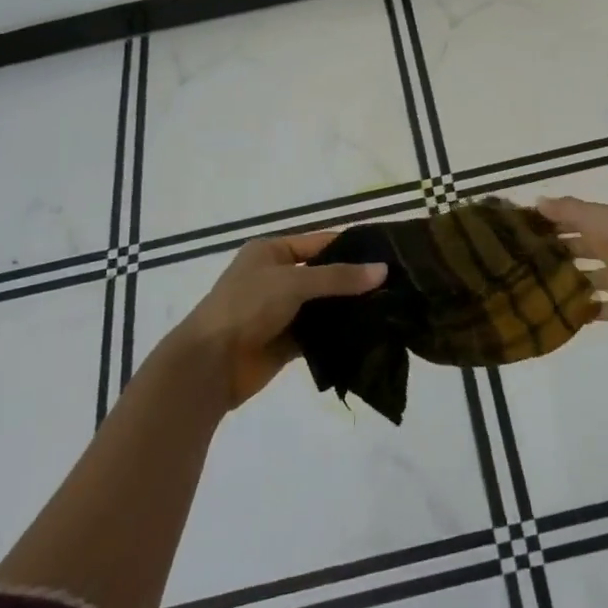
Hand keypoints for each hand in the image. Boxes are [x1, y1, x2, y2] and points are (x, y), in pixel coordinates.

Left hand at [170, 230, 386, 409]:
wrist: (210, 364)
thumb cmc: (246, 307)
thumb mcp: (292, 282)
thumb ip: (338, 276)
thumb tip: (383, 270)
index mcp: (272, 251)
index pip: (321, 243)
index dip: (353, 248)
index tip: (390, 255)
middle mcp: (277, 277)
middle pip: (325, 275)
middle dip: (356, 282)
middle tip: (397, 286)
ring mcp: (282, 311)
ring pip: (324, 306)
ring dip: (349, 309)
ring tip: (391, 309)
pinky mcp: (287, 342)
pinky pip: (319, 334)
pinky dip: (339, 334)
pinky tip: (370, 334)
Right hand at [538, 196, 607, 331]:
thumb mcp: (594, 216)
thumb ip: (567, 209)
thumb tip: (538, 201)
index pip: (590, 217)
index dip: (566, 221)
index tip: (538, 229)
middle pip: (595, 246)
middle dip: (570, 250)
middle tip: (536, 257)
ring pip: (601, 276)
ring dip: (580, 279)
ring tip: (546, 284)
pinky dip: (592, 308)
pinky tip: (568, 309)